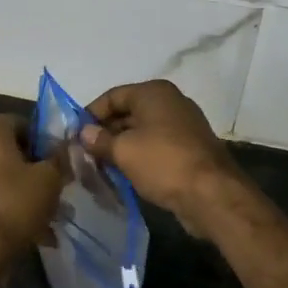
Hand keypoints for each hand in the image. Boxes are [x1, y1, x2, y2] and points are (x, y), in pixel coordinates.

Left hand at [0, 115, 63, 264]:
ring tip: (45, 219)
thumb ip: (58, 159)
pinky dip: (4, 209)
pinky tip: (26, 233)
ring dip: (21, 193)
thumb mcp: (49, 179)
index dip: (44, 143)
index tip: (58, 164)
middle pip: (9, 152)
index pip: (22, 123)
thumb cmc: (14, 203)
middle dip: (33, 171)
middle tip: (54, 192)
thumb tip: (61, 149)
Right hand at [81, 80, 246, 236]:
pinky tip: (125, 175)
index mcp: (154, 92)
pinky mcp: (190, 149)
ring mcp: (183, 126)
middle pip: (128, 113)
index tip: (74, 136)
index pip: (113, 96)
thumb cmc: (163, 162)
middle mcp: (170, 102)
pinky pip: (156, 147)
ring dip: (121, 148)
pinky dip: (140, 158)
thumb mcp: (124, 151)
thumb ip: (100, 140)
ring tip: (100, 168)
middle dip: (105, 133)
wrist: (212, 195)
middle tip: (84, 155)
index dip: (91, 114)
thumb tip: (84, 133)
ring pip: (142, 132)